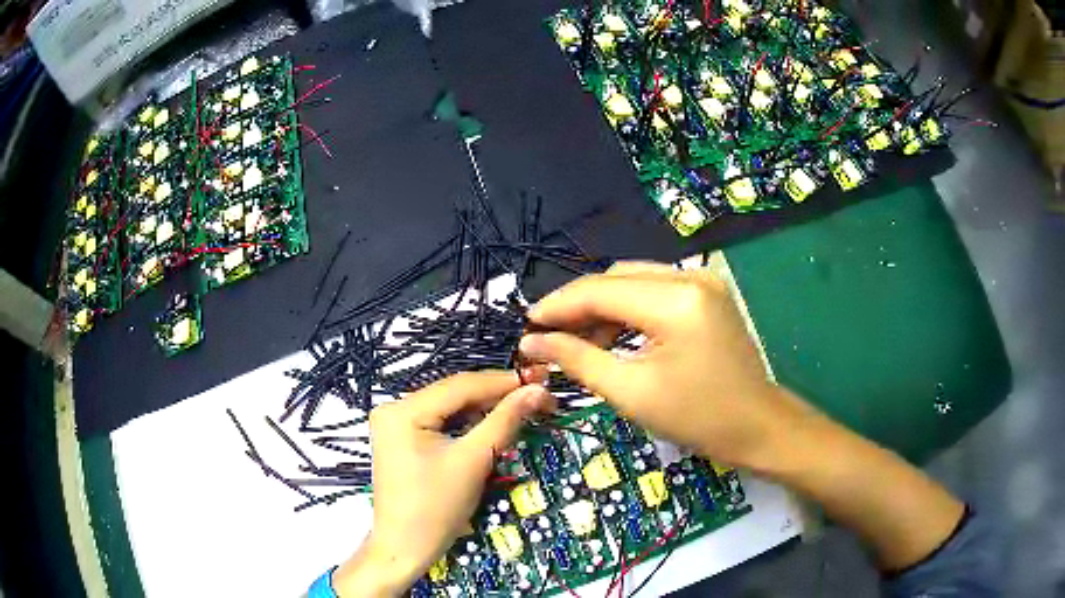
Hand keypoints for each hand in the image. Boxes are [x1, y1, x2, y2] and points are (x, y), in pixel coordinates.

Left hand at [332, 372, 553, 596]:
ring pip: (449, 409)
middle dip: (496, 396)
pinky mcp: (402, 440)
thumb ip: (505, 421)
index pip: (460, 385)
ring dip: (484, 410)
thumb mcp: (473, 462)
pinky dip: (467, 425)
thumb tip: (537, 390)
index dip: (504, 382)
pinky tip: (492, 424)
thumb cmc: (436, 509)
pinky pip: (440, 423)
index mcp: (402, 410)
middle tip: (536, 396)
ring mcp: (395, 425)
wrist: (405, 548)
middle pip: (454, 395)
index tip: (541, 380)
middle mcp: (394, 409)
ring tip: (521, 408)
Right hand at [519, 262, 800, 467]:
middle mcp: (690, 276)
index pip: (601, 290)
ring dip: (603, 308)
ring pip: (634, 282)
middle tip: (550, 338)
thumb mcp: (631, 392)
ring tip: (580, 343)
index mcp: (675, 300)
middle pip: (616, 278)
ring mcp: (703, 281)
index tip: (527, 324)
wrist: (757, 426)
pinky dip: (628, 310)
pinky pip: (654, 291)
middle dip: (579, 306)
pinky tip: (614, 337)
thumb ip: (577, 359)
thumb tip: (532, 342)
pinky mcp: (707, 293)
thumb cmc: (697, 418)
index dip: (558, 305)